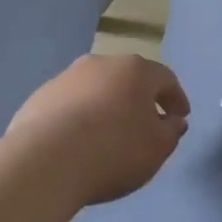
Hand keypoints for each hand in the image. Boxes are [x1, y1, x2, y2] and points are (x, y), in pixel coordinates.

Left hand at [7, 55, 190, 205]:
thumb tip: (173, 120)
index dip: (176, 98)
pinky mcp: (41, 96)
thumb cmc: (114, 149)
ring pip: (96, 89)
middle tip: (145, 124)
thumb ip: (171, 132)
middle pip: (128, 78)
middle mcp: (102, 63)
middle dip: (139, 99)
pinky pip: (69, 105)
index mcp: (135, 70)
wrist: (47, 159)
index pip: (165, 78)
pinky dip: (78, 117)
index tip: (180, 117)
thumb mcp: (157, 148)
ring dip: (106, 106)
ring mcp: (67, 76)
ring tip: (108, 135)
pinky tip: (77, 142)